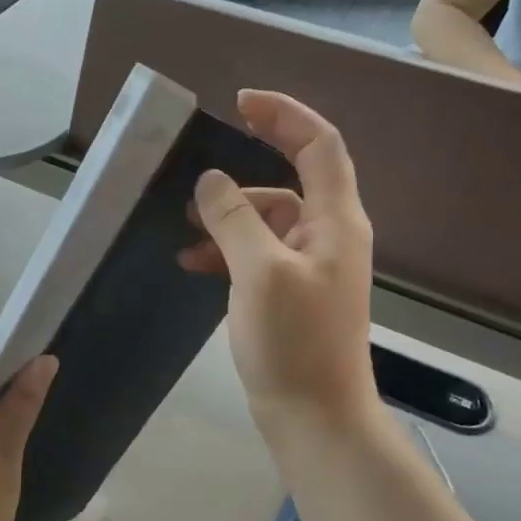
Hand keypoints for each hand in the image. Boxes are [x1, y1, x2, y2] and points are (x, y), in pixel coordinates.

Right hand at [178, 90, 377, 434]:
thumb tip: (210, 180)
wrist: (315, 417)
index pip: (319, 144)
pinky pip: (255, 254)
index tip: (239, 103)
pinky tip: (192, 263)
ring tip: (184, 229)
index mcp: (335, 220)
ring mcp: (309, 266)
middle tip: (196, 176)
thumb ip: (235, 219)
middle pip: (288, 180)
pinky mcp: (288, 293)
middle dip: (242, 174)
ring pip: (265, 220)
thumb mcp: (260, 272)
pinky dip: (226, 251)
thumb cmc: (295, 342)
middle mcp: (328, 235)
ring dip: (226, 218)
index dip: (284, 114)